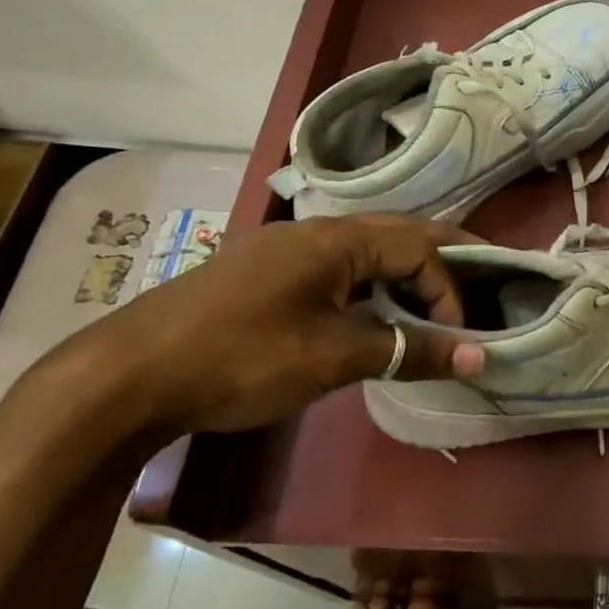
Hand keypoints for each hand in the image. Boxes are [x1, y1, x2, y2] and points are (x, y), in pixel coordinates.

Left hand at [41, 215, 484, 438]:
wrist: (124, 378)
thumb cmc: (242, 358)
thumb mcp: (334, 357)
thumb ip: (409, 350)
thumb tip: (478, 356)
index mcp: (337, 238)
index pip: (420, 248)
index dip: (450, 291)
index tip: (456, 339)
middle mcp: (316, 230)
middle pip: (399, 232)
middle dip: (444, 257)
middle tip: (484, 280)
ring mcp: (286, 250)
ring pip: (368, 249)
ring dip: (406, 271)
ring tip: (435, 300)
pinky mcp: (265, 274)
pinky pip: (338, 266)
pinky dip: (372, 283)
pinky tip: (372, 311)